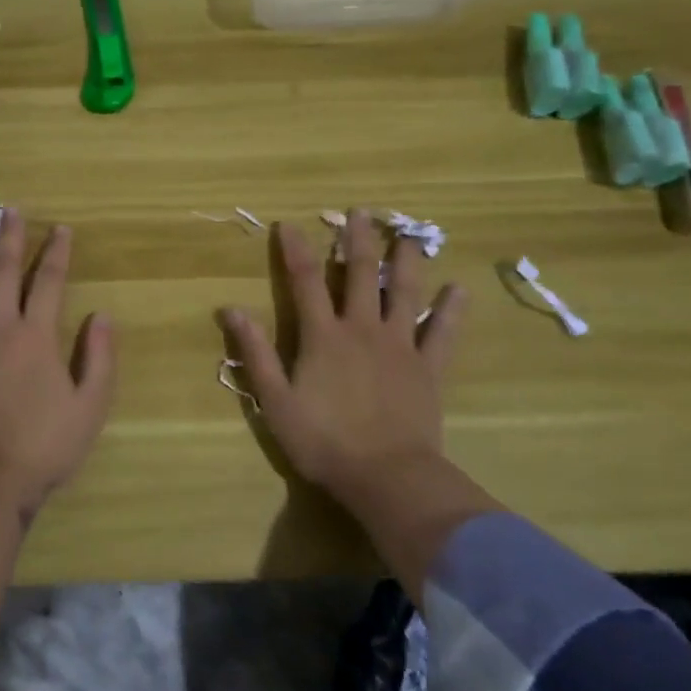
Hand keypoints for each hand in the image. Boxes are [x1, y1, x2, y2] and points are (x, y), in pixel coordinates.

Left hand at [0, 211, 116, 518]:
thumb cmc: (43, 445)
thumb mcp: (90, 406)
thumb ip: (99, 358)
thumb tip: (102, 315)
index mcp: (37, 336)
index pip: (50, 281)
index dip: (57, 252)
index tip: (61, 228)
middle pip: (4, 272)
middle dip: (9, 237)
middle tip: (9, 209)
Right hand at [220, 208, 468, 517]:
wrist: (386, 477)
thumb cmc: (324, 442)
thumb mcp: (276, 401)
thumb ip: (255, 353)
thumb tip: (231, 309)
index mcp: (323, 336)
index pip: (304, 281)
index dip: (295, 250)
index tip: (290, 224)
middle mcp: (362, 329)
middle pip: (360, 275)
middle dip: (358, 241)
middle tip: (360, 212)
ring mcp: (400, 346)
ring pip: (404, 293)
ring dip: (406, 261)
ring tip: (409, 235)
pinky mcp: (428, 368)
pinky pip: (443, 334)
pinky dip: (451, 311)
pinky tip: (460, 289)